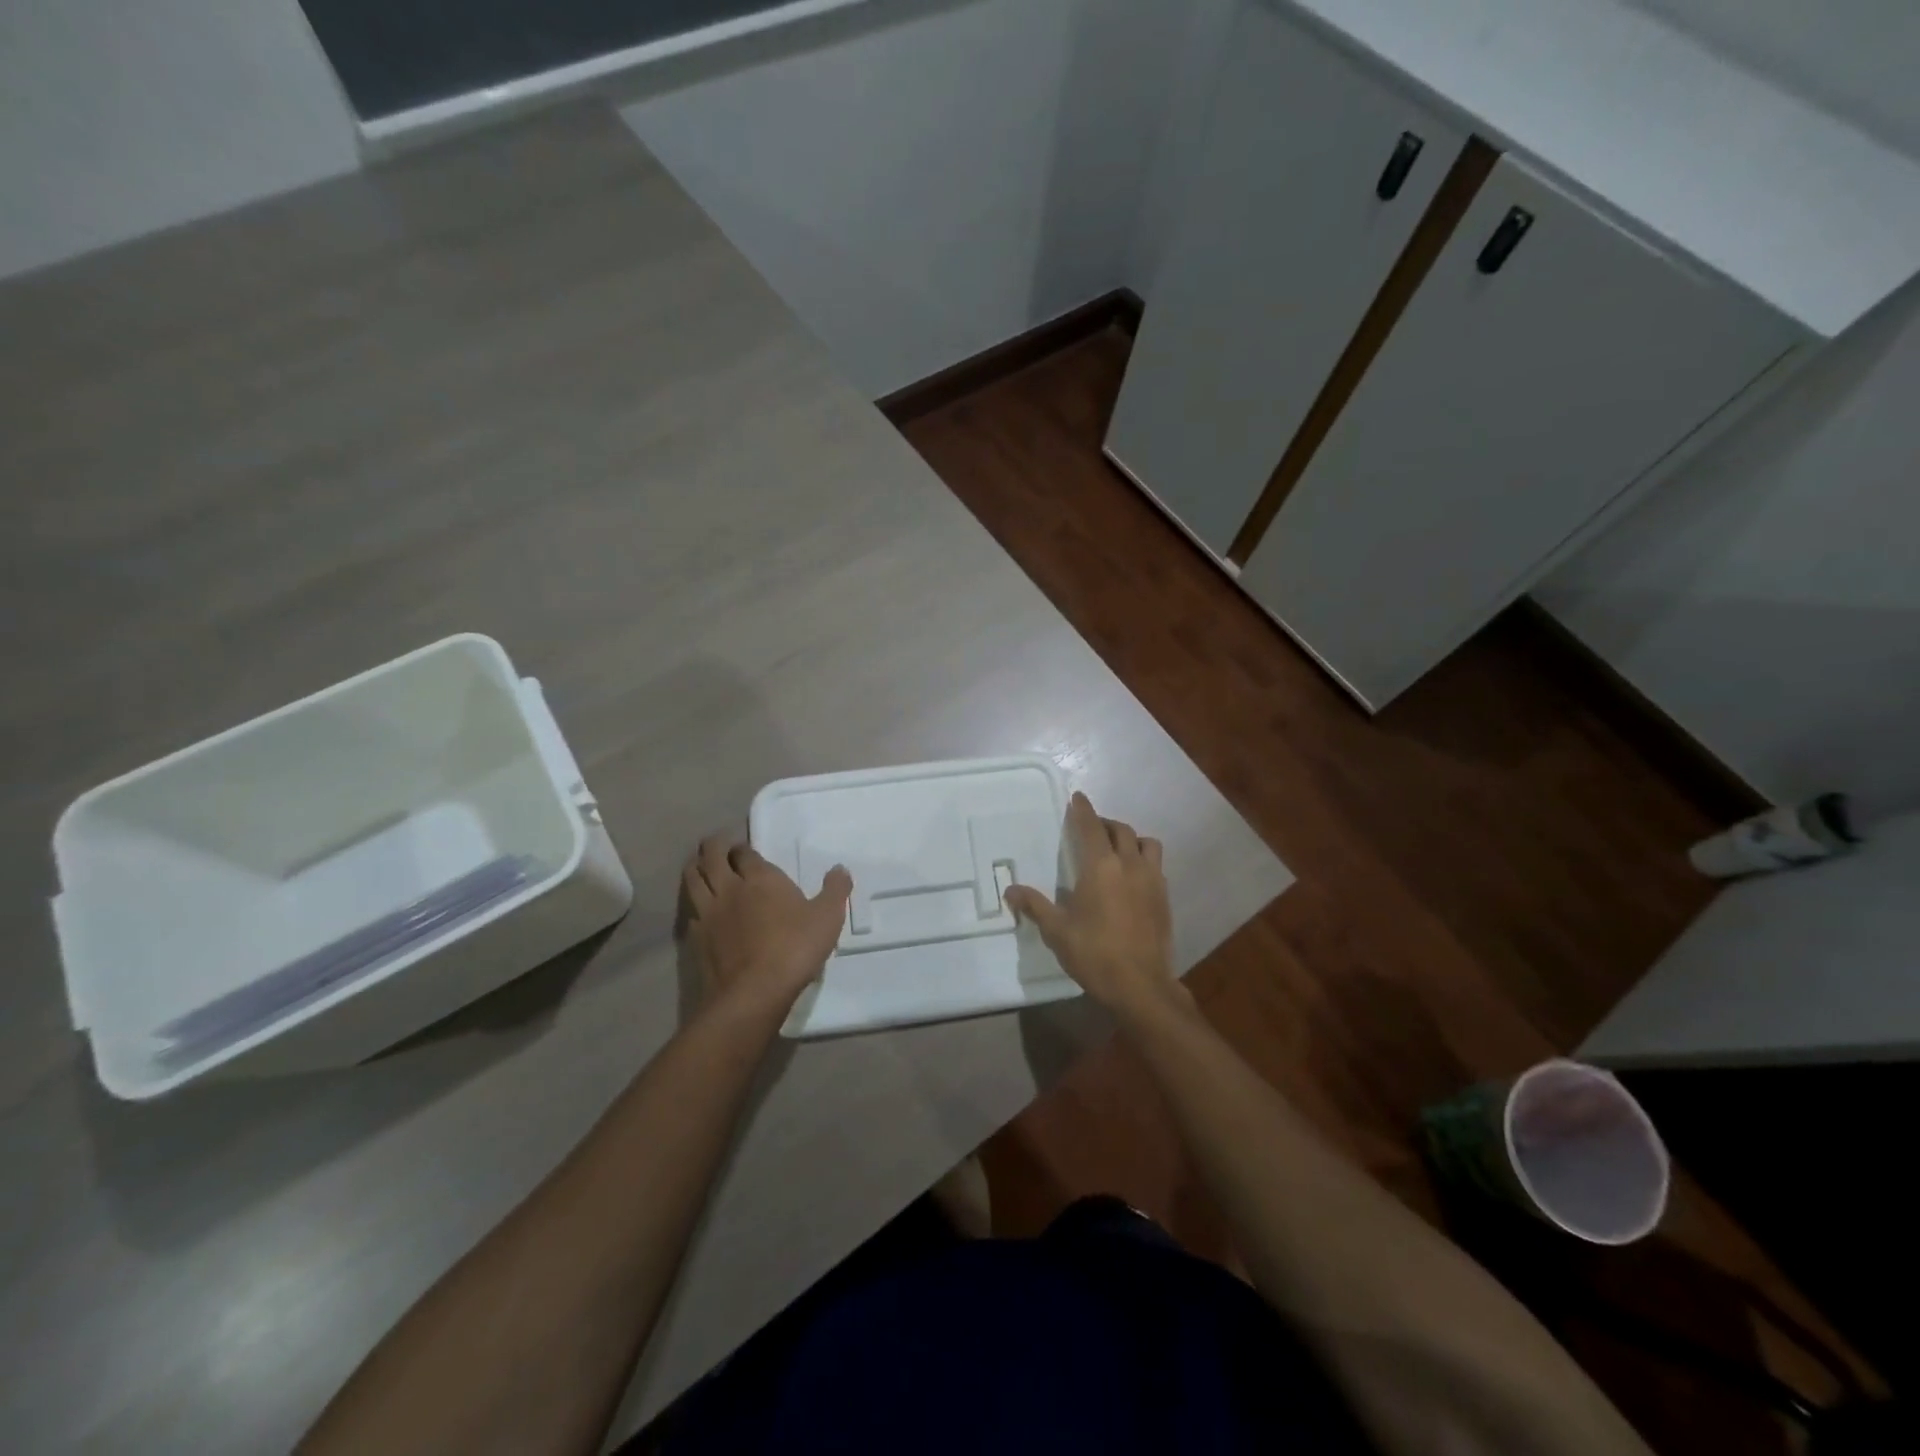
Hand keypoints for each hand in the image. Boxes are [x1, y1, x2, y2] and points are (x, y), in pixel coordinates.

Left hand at [682, 835, 851, 1019]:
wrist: (754, 992)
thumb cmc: (794, 948)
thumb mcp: (827, 917)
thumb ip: (835, 890)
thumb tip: (840, 869)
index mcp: (760, 878)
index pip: (744, 852)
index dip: (743, 847)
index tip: (745, 848)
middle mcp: (729, 888)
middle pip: (711, 857)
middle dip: (713, 846)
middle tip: (718, 845)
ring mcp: (708, 913)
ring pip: (692, 879)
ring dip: (695, 867)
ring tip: (699, 865)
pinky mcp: (695, 938)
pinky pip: (689, 911)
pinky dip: (692, 903)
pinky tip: (698, 909)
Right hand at [1004, 792, 1180, 1022]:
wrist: (1141, 985)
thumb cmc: (1094, 954)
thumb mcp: (1057, 931)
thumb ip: (1035, 906)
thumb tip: (1010, 890)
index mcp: (1101, 867)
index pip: (1091, 827)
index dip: (1083, 810)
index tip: (1078, 797)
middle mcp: (1130, 865)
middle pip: (1120, 830)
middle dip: (1104, 823)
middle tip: (1091, 828)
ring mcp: (1152, 880)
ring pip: (1146, 843)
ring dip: (1130, 839)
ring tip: (1117, 849)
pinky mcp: (1165, 898)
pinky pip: (1156, 865)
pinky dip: (1143, 860)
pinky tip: (1133, 877)